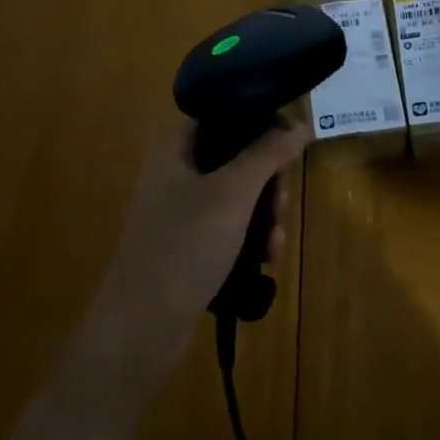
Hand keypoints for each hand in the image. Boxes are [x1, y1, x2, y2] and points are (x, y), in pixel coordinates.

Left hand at [93, 118, 308, 364]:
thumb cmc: (184, 246)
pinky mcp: (186, 245)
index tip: (290, 140)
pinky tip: (265, 261)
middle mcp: (175, 172)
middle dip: (268, 179)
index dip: (259, 118)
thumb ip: (267, 153)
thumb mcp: (233, 193)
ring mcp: (179, 211)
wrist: (140, 328)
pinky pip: (228, 226)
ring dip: (264, 213)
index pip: (222, 111)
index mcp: (175, 147)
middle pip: (235, 155)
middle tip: (281, 204)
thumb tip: (299, 125)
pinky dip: (249, 237)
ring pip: (236, 194)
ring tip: (275, 244)